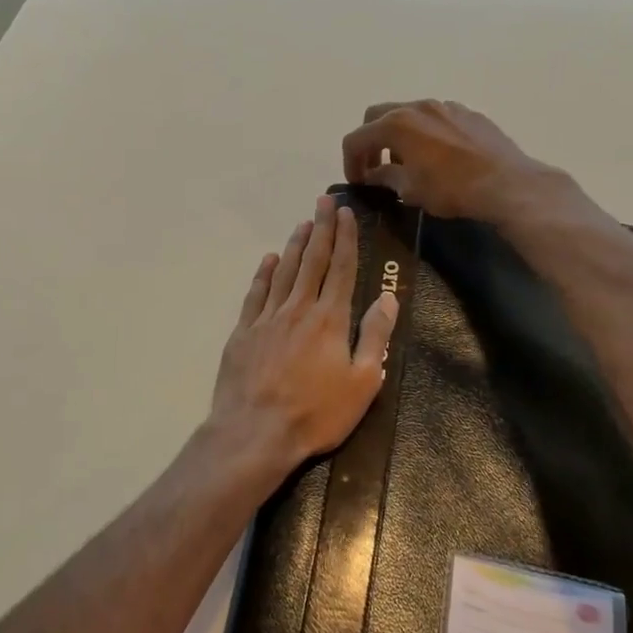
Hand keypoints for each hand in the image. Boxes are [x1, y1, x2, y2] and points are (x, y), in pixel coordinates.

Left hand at [201, 195, 398, 479]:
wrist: (255, 433)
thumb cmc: (316, 413)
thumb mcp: (363, 382)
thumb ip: (375, 336)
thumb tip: (388, 297)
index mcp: (330, 319)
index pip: (342, 268)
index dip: (346, 238)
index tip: (345, 212)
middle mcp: (298, 308)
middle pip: (313, 260)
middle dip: (321, 229)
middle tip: (324, 200)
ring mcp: (267, 318)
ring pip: (284, 271)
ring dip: (295, 245)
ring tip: (303, 222)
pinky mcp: (243, 331)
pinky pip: (256, 293)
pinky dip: (263, 273)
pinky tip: (269, 259)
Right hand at [341, 100, 573, 224]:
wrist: (507, 184)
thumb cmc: (451, 189)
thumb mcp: (410, 190)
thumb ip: (386, 178)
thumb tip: (374, 175)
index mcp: (396, 124)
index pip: (356, 138)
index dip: (350, 161)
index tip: (358, 182)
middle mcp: (417, 106)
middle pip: (377, 116)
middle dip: (370, 141)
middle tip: (375, 167)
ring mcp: (445, 106)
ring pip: (409, 114)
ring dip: (398, 136)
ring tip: (407, 163)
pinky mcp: (468, 113)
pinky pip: (436, 118)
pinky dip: (425, 133)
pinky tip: (437, 157)